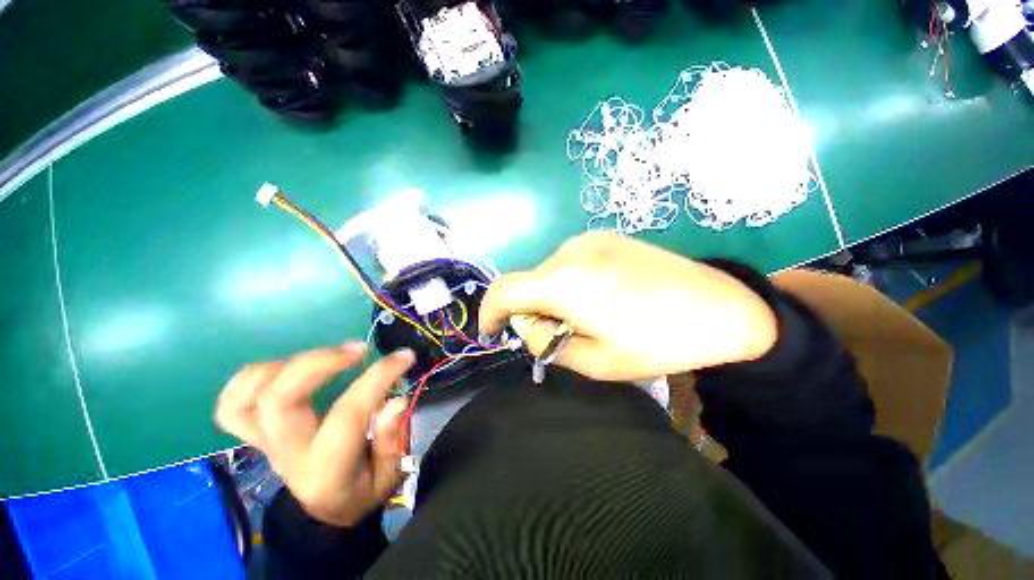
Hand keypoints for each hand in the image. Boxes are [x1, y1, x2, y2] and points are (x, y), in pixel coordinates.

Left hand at [215, 344, 413, 526]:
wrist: (323, 513)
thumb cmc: (360, 492)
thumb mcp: (388, 475)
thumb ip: (391, 438)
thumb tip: (395, 399)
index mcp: (325, 466)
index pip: (348, 412)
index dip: (378, 377)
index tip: (404, 357)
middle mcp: (288, 452)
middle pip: (280, 399)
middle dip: (320, 362)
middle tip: (358, 350)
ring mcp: (264, 442)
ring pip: (247, 397)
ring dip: (285, 365)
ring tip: (326, 357)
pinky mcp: (256, 434)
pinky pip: (232, 404)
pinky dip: (252, 378)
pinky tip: (287, 369)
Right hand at [478, 232, 776, 380]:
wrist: (721, 307)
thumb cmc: (659, 342)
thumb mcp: (596, 361)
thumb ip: (548, 342)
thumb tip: (528, 325)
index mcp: (565, 282)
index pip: (504, 290)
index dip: (490, 311)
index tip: (493, 331)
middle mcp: (569, 251)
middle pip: (527, 283)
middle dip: (531, 311)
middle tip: (559, 334)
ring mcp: (588, 239)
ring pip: (547, 273)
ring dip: (552, 297)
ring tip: (588, 316)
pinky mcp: (604, 237)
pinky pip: (568, 263)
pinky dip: (568, 283)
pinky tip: (600, 297)